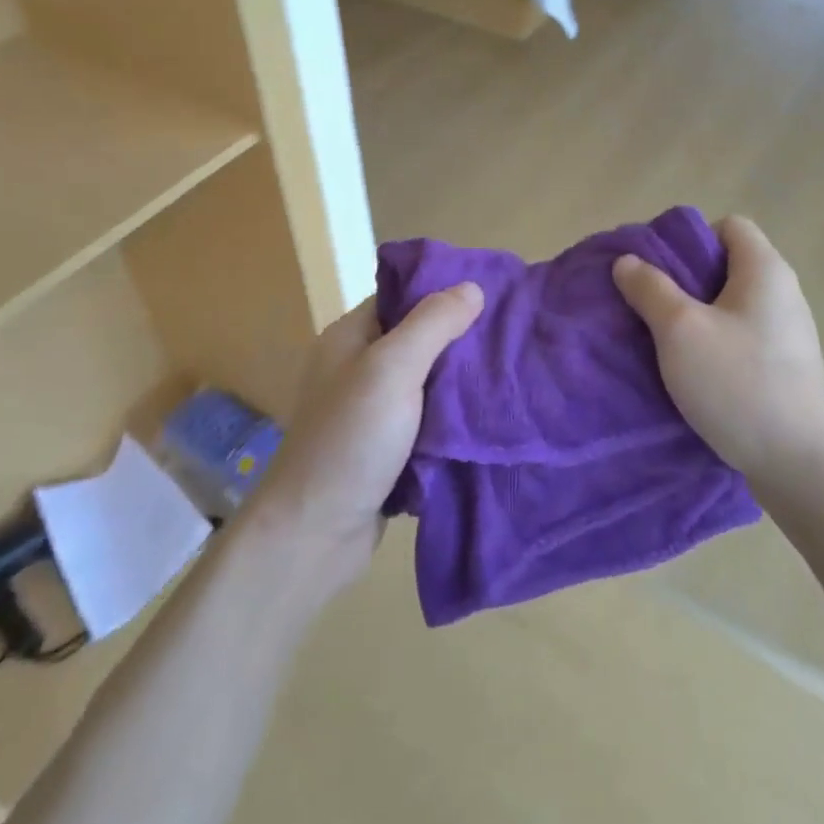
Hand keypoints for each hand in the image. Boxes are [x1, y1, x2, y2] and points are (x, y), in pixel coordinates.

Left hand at [246, 284, 482, 597]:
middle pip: (418, 339)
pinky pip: (427, 421)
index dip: (442, 292)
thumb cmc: (350, 439)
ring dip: (460, 382)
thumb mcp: (391, 369)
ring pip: (427, 382)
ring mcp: (371, 411)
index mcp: (350, 337)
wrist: (313, 536)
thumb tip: (472, 287)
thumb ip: (432, 324)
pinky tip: (487, 416)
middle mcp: (358, 368)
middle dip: (460, 338)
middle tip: (509, 336)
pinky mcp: (386, 449)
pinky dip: (452, 419)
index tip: (491, 294)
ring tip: (509, 372)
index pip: (402, 297)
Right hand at [612, 215, 823, 496]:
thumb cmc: (739, 383)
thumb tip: (628, 261)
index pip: (729, 226)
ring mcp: (788, 334)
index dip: (692, 239)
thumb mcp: (680, 330)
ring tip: (664, 342)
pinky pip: (741, 338)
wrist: (802, 467)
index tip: (661, 271)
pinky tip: (692, 373)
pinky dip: (714, 345)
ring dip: (695, 317)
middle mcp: (783, 293)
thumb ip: (650, 288)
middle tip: (651, 306)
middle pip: (727, 266)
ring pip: (731, 306)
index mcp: (765, 270)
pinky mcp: (786, 369)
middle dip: (685, 281)